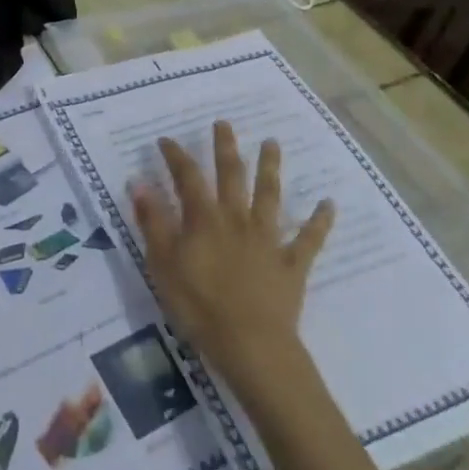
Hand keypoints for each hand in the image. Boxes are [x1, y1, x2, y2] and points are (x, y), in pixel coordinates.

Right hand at [130, 121, 332, 393]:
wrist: (251, 346)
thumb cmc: (199, 306)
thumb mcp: (162, 264)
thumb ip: (153, 222)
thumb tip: (140, 183)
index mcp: (204, 219)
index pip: (187, 177)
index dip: (176, 156)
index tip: (167, 140)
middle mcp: (236, 219)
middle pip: (231, 175)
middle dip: (226, 148)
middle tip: (225, 123)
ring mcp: (267, 240)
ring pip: (269, 196)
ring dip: (271, 168)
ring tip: (272, 143)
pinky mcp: (291, 264)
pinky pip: (308, 239)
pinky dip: (319, 221)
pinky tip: (328, 204)